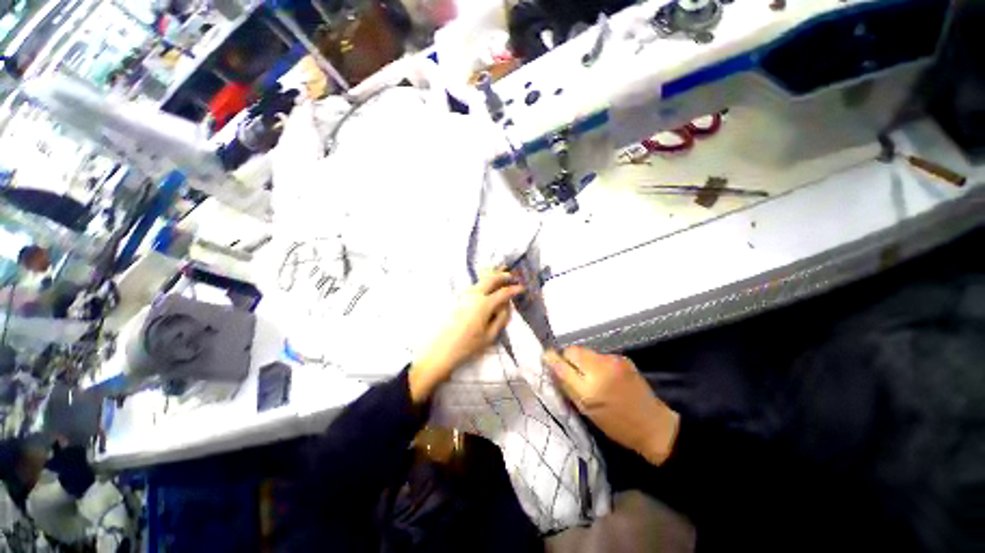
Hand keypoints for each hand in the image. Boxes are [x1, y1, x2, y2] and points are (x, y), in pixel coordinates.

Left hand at [410, 271, 524, 402]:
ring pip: (481, 280)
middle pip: (491, 278)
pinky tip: (487, 286)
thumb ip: (501, 318)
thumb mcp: (490, 336)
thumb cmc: (468, 346)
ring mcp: (464, 295)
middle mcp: (474, 295)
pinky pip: (474, 285)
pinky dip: (483, 282)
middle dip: (503, 275)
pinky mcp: (457, 298)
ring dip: (492, 276)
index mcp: (484, 304)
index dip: (514, 290)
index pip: (503, 292)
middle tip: (512, 277)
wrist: (441, 350)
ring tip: (501, 275)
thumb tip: (507, 305)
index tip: (522, 288)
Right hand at [544, 347, 680, 465]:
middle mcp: (601, 368)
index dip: (553, 359)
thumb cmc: (617, 425)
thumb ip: (568, 386)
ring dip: (582, 360)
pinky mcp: (622, 358)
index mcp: (590, 388)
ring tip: (589, 376)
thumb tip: (552, 365)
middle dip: (568, 358)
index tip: (547, 359)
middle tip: (571, 372)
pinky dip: (596, 362)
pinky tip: (604, 375)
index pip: (563, 362)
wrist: (654, 425)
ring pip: (586, 351)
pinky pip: (599, 355)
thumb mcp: (587, 411)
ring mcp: (613, 360)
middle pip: (573, 350)